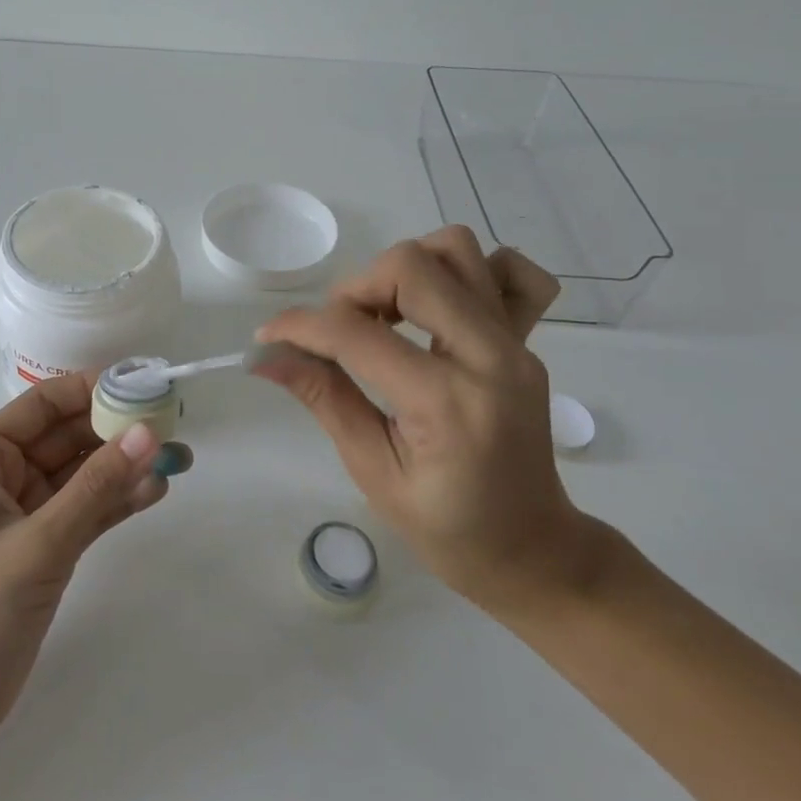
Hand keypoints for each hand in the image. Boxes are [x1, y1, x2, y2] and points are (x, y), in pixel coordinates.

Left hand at [0, 372, 170, 742]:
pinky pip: (89, 509)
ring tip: (177, 456)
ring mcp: (28, 512)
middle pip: (69, 435)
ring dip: (125, 465)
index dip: (92, 388)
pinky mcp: (47, 546)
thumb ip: (96, 488)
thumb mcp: (38, 543)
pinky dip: (119, 500)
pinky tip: (156, 491)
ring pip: (84, 473)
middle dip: (117, 428)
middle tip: (172, 422)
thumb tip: (147, 432)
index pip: (44, 404)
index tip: (143, 383)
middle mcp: (5, 475)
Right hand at [252, 226, 593, 614]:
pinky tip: (438, 308)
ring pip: (454, 250)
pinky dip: (467, 272)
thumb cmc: (448, 529)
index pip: (357, 334)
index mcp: (447, 403)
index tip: (268, 336)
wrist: (534, 550)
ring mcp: (516, 342)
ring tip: (384, 316)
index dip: (300, 326)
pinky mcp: (526, 339)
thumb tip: (266, 356)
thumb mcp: (373, 470)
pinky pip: (509, 272)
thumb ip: (323, 398)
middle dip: (355, 289)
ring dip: (403, 271)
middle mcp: (489, 356)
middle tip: (337, 331)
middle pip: (411, 267)